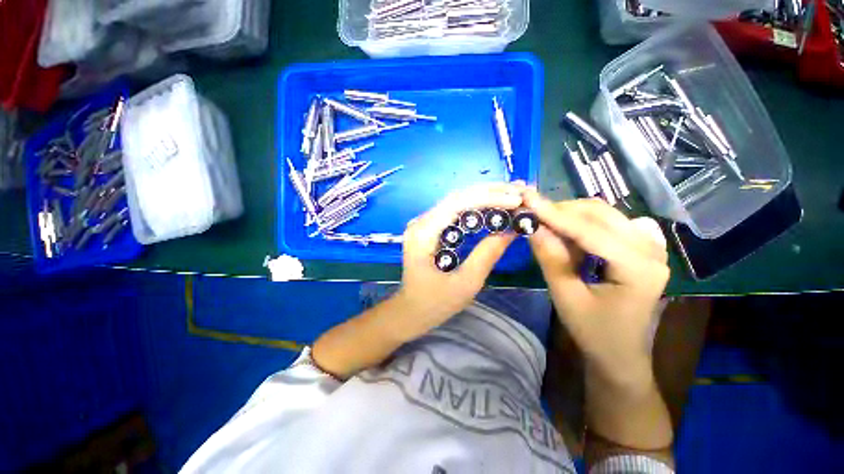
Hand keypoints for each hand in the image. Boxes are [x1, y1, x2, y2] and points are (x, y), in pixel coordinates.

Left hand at [393, 182, 526, 336]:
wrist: (411, 310)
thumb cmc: (435, 302)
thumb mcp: (466, 283)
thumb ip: (487, 254)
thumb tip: (512, 229)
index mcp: (423, 233)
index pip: (457, 204)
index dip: (489, 198)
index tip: (516, 200)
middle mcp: (421, 222)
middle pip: (457, 196)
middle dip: (489, 192)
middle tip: (518, 191)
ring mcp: (424, 223)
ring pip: (457, 201)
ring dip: (484, 196)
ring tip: (511, 195)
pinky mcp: (430, 228)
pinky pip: (455, 211)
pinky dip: (476, 207)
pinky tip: (493, 207)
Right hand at [524, 191, 669, 388]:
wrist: (621, 354)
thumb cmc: (594, 332)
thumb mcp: (566, 297)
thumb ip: (550, 258)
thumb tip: (532, 227)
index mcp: (638, 267)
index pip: (589, 230)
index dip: (555, 214)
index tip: (527, 200)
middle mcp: (651, 249)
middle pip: (601, 214)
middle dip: (562, 211)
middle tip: (532, 215)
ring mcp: (652, 246)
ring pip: (605, 215)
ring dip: (572, 216)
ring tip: (546, 226)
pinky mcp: (644, 247)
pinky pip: (611, 223)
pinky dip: (585, 223)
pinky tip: (572, 235)